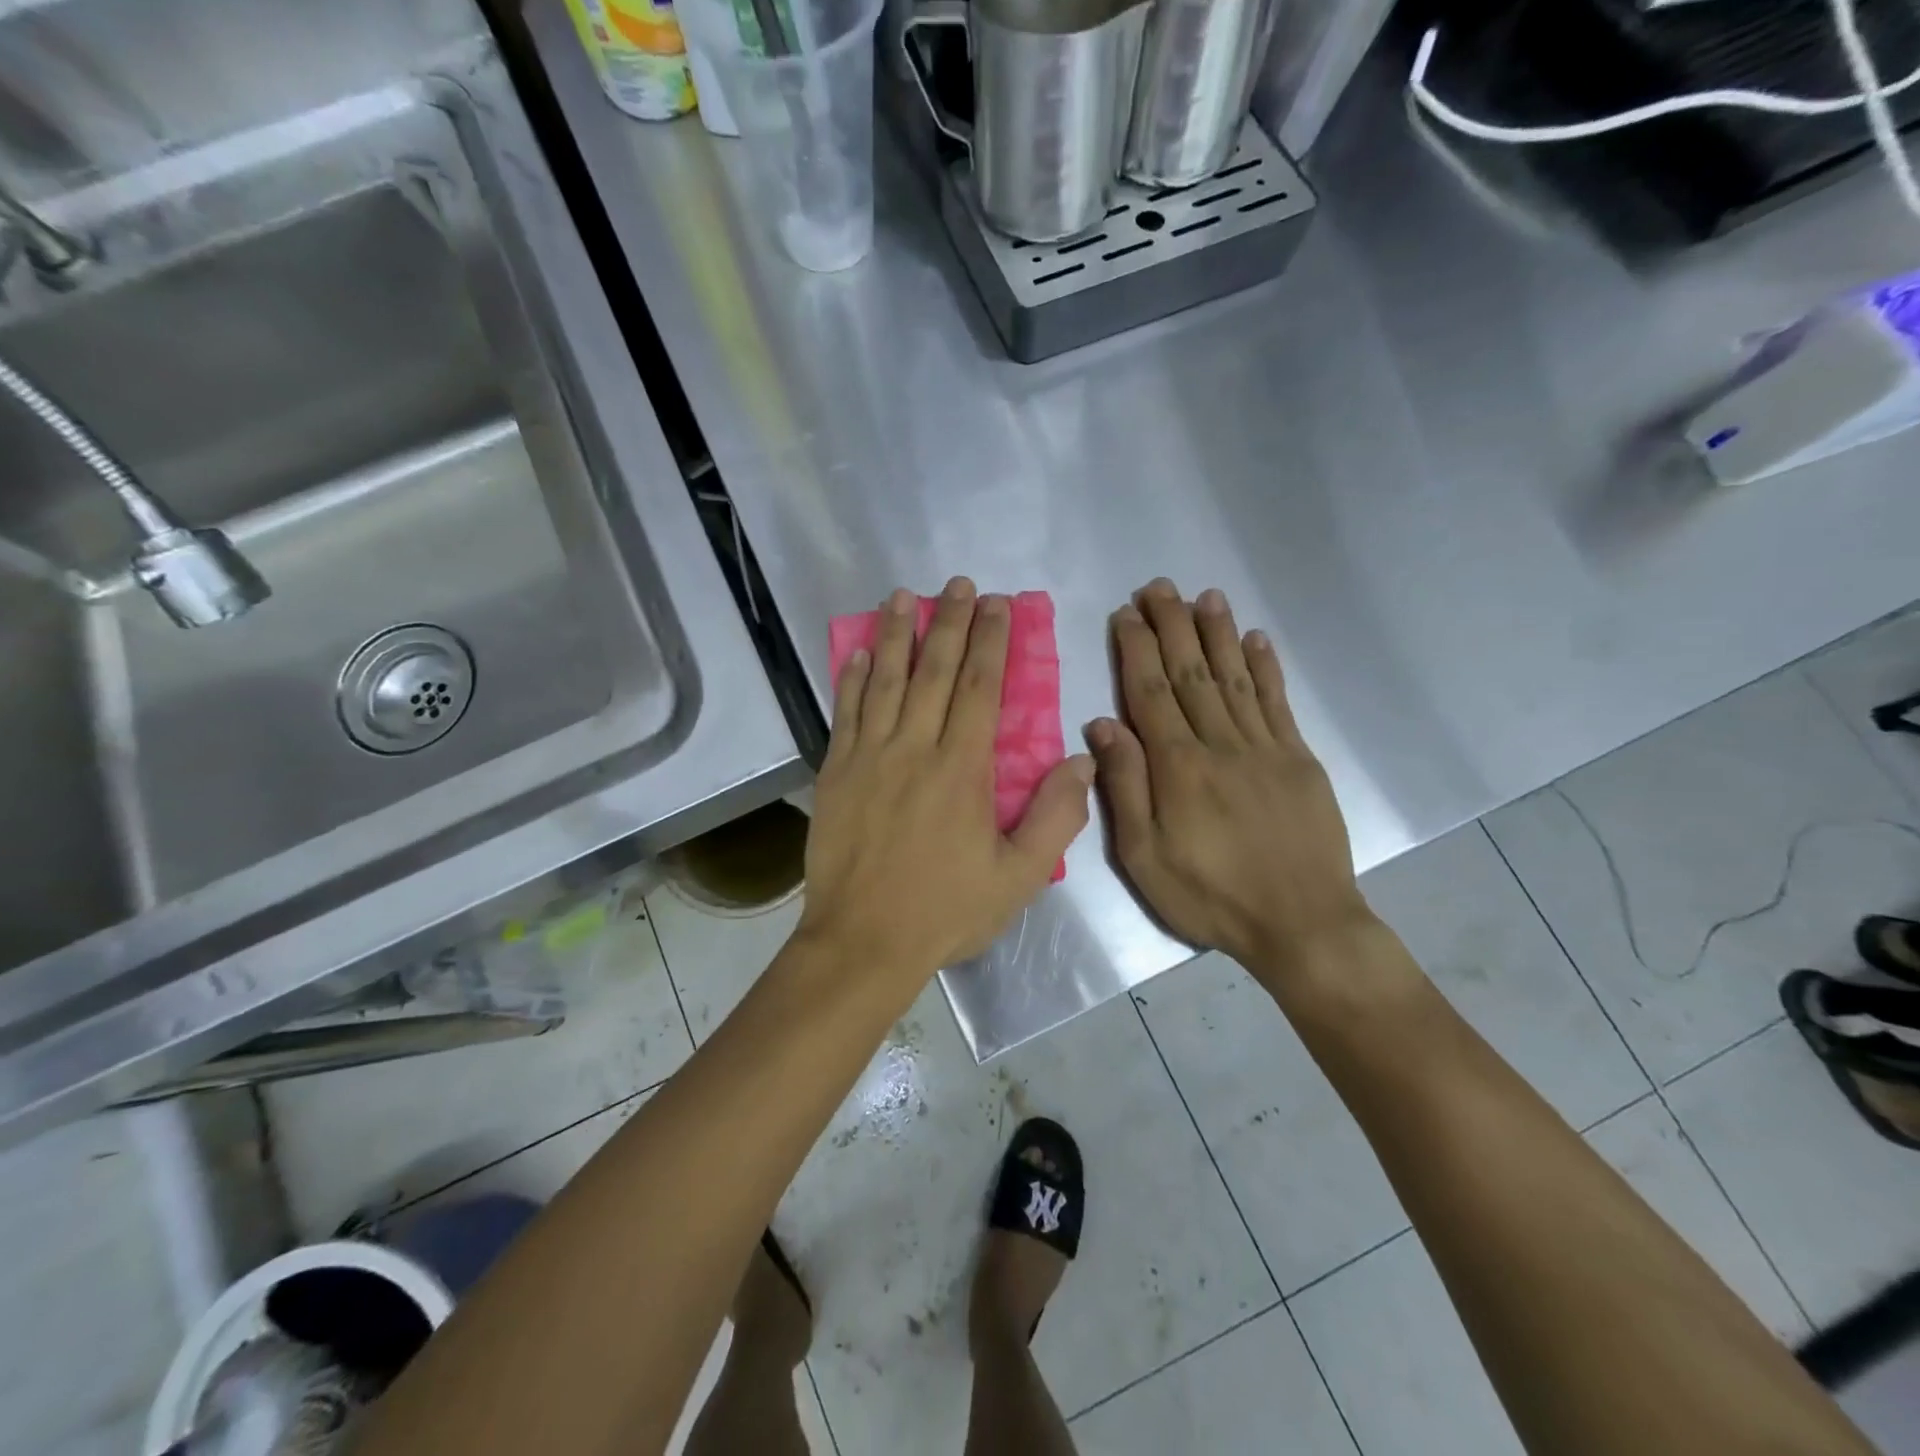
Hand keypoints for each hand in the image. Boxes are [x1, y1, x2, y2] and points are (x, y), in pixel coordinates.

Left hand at [800, 579, 1094, 990]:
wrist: (863, 942)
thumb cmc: (945, 910)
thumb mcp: (1017, 877)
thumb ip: (1055, 817)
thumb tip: (1082, 760)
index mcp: (961, 769)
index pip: (979, 688)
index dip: (990, 641)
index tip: (997, 605)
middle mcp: (913, 748)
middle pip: (933, 671)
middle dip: (948, 622)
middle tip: (958, 584)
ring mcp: (868, 757)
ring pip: (884, 682)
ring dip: (895, 635)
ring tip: (903, 596)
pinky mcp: (835, 773)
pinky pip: (845, 714)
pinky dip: (852, 680)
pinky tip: (858, 654)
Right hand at [1086, 580, 1374, 978]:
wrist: (1301, 924)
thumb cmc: (1210, 896)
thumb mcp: (1144, 857)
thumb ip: (1125, 787)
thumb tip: (1103, 725)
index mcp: (1178, 767)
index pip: (1151, 692)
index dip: (1137, 649)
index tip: (1126, 613)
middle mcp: (1220, 743)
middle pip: (1191, 672)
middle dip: (1173, 625)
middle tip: (1158, 586)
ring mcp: (1265, 747)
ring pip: (1234, 677)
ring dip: (1218, 634)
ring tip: (1204, 596)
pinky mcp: (1299, 759)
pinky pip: (1278, 703)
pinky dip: (1266, 668)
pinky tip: (1256, 640)